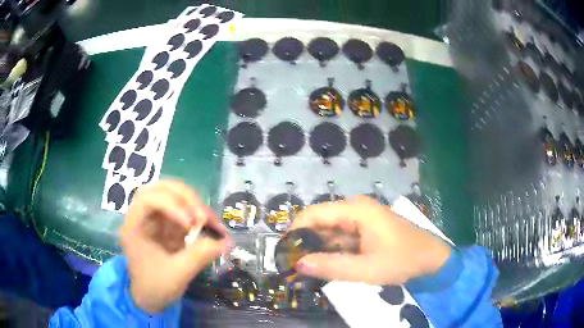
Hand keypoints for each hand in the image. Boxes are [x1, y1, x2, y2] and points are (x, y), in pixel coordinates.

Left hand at [120, 180, 229, 313]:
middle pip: (161, 189)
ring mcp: (155, 218)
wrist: (150, 298)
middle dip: (185, 198)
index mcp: (134, 226)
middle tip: (203, 215)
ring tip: (209, 220)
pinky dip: (198, 214)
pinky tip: (209, 225)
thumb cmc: (155, 287)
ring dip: (194, 204)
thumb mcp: (177, 274)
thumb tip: (226, 241)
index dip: (170, 204)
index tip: (190, 223)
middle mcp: (142, 216)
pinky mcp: (167, 224)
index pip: (147, 198)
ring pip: (173, 195)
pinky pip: (183, 210)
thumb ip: (199, 256)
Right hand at [290, 196, 450, 285]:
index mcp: (356, 210)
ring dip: (317, 250)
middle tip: (292, 267)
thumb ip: (332, 267)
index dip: (295, 232)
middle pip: (320, 222)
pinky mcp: (365, 231)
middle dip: (305, 244)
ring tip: (303, 270)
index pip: (314, 214)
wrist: (431, 260)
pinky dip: (331, 252)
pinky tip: (323, 267)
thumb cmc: (402, 260)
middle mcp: (355, 209)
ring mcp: (361, 220)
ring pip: (329, 232)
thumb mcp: (367, 269)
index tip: (283, 253)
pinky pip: (341, 239)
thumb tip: (298, 264)